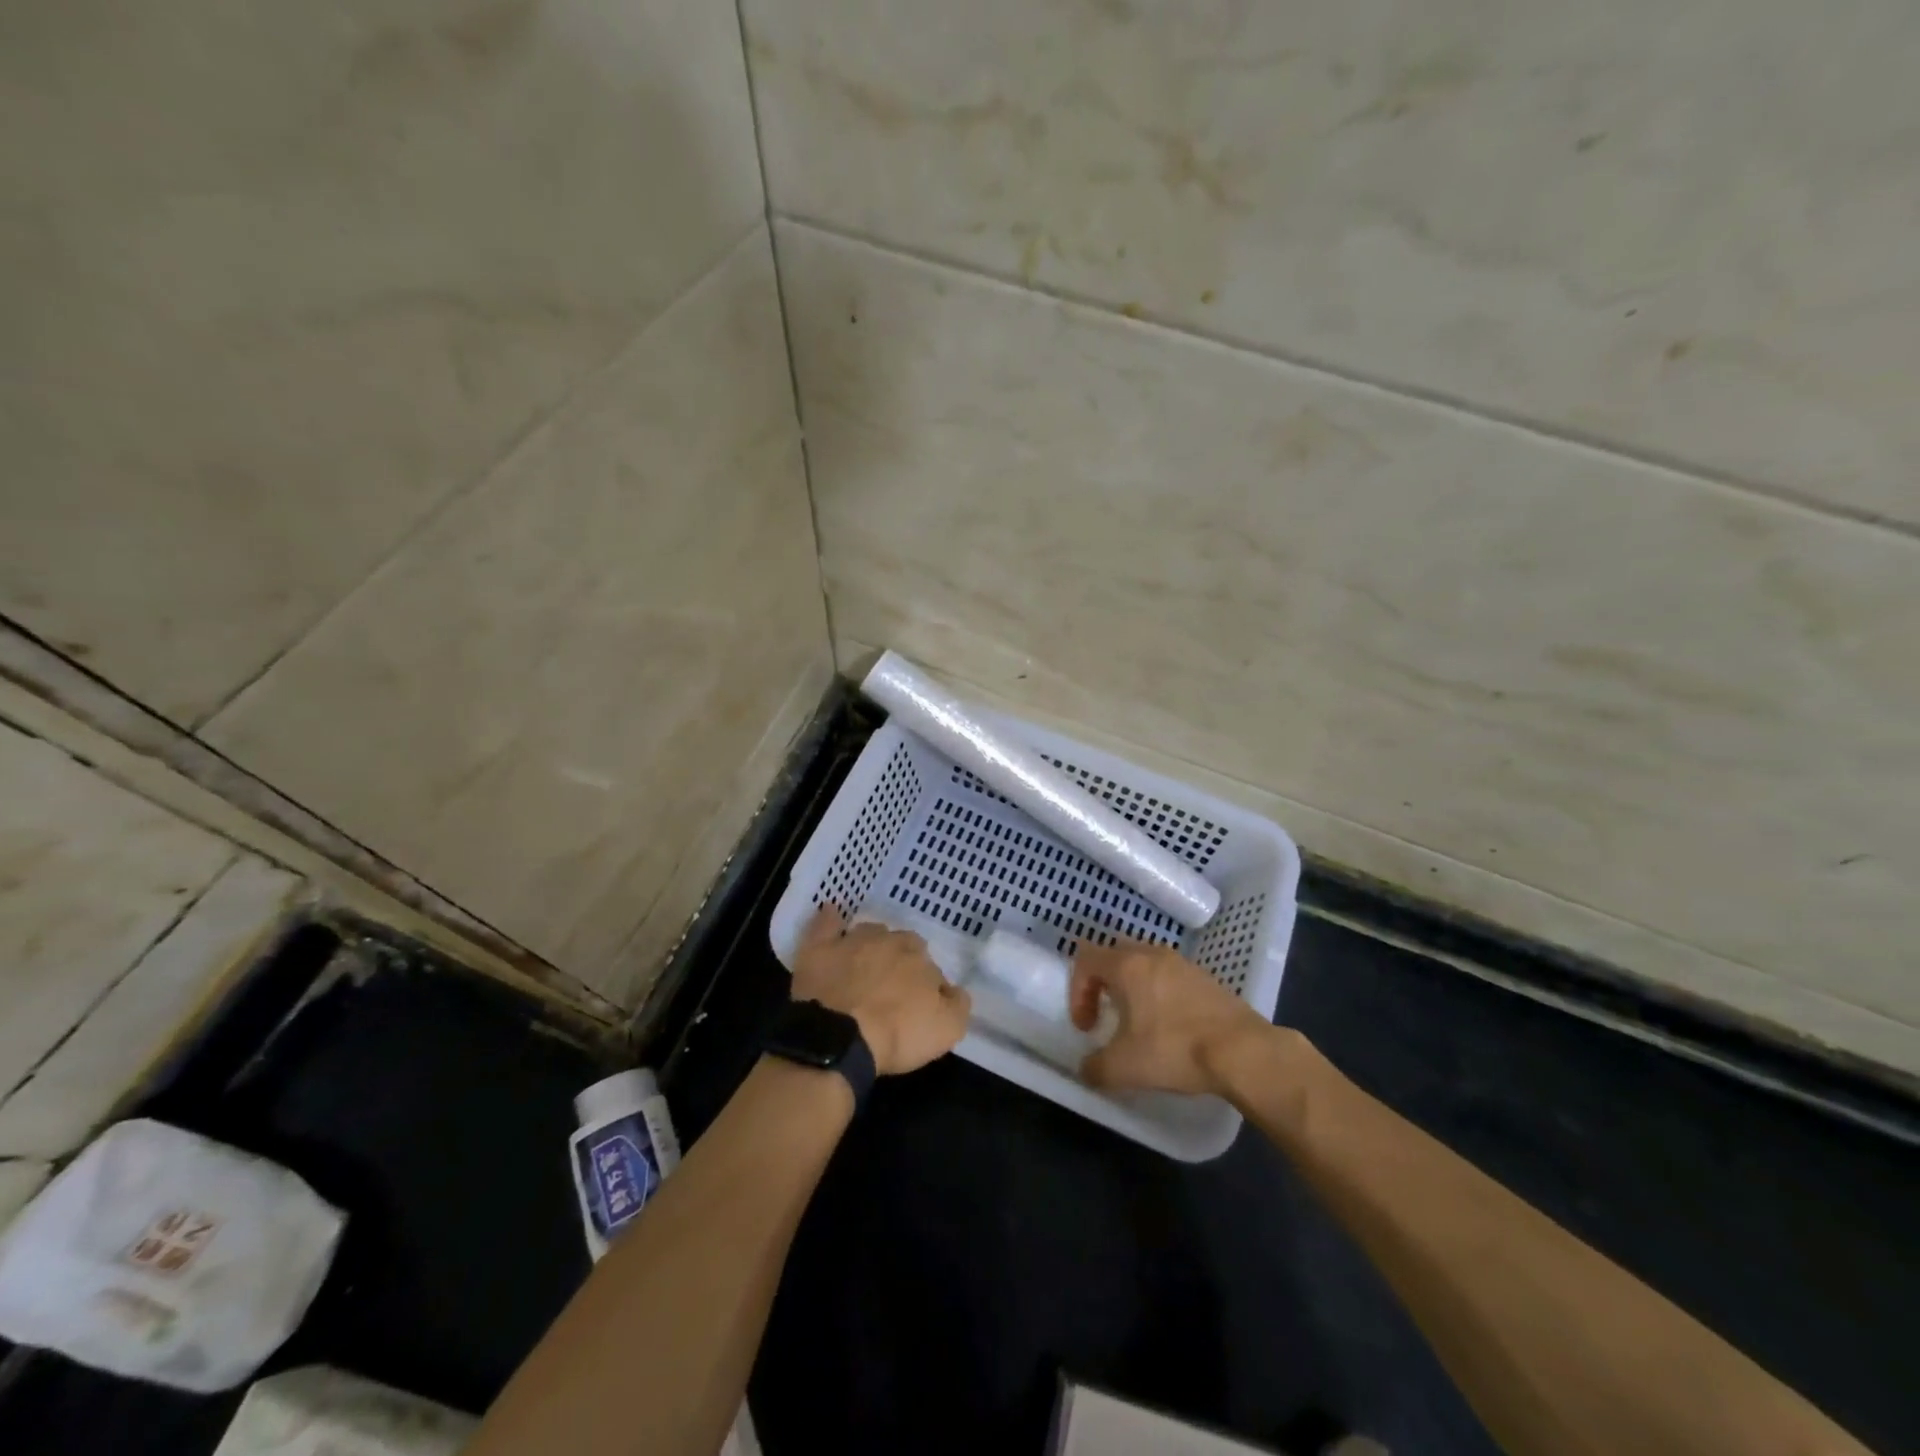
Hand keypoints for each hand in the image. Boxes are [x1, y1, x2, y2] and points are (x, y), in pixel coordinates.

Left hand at [792, 905, 971, 1075]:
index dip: (924, 985)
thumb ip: (958, 1004)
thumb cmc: (897, 1034)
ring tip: (865, 966)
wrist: (840, 1038)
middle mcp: (888, 940)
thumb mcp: (947, 1029)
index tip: (917, 1005)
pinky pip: (826, 924)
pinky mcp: (819, 949)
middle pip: (899, 944)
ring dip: (870, 944)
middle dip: (899, 960)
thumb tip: (954, 990)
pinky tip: (831, 915)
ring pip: (868, 933)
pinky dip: (831, 919)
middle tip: (891, 989)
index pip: (929, 965)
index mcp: (918, 957)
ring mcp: (851, 941)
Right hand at [1069, 940, 1271, 1094]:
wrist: (1244, 1051)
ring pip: (1144, 964)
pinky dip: (1160, 994)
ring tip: (1139, 1024)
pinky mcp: (1206, 978)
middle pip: (1114, 955)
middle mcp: (1152, 954)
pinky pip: (1169, 976)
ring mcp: (1182, 963)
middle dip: (1103, 984)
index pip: (1085, 958)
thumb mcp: (1124, 1067)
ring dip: (1133, 988)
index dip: (1077, 991)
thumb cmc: (1175, 1049)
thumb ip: (1095, 1067)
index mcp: (1127, 966)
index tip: (1088, 1027)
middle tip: (1107, 1016)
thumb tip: (1086, 1069)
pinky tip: (1171, 1027)